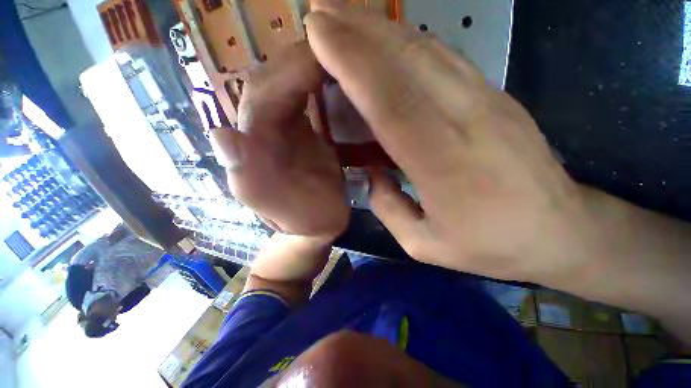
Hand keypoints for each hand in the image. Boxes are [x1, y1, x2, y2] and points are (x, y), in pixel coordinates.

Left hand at [211, 43, 348, 239]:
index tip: (324, 55)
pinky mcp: (302, 133)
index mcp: (253, 144)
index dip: (291, 71)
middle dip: (301, 60)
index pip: (264, 93)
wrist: (314, 224)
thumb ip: (248, 177)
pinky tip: (332, 75)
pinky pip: (305, 99)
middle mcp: (261, 129)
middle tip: (334, 46)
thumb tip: (221, 136)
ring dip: (308, 66)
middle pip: (273, 81)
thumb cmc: (299, 217)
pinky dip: (317, 83)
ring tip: (334, 55)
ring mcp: (283, 128)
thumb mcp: (276, 206)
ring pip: (288, 86)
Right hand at [305, 1, 591, 281]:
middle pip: (404, 60)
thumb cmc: (491, 246)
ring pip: (423, 50)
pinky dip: (406, 42)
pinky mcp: (494, 96)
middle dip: (356, 29)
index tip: (317, 33)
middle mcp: (463, 120)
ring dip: (379, 28)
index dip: (350, 61)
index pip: (388, 99)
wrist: (561, 232)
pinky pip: (442, 58)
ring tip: (344, 15)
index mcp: (441, 165)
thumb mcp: (425, 244)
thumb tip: (369, 172)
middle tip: (320, 11)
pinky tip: (385, 37)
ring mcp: (484, 101)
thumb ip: (387, 206)